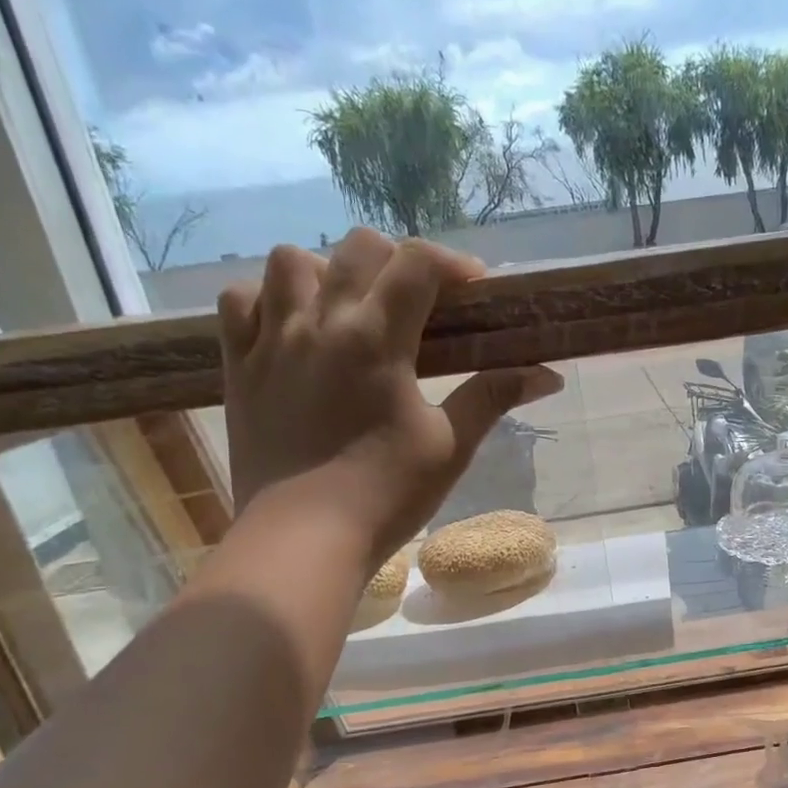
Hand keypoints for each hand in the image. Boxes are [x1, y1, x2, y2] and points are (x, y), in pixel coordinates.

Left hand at [216, 231, 562, 569]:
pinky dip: (268, 299)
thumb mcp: (450, 446)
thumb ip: (492, 397)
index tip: (475, 289)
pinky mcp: (239, 366)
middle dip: (398, 262)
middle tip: (419, 304)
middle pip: (358, 248)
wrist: (304, 538)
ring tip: (348, 309)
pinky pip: (241, 301)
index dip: (452, 264)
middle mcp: (320, 322)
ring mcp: (271, 340)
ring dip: (328, 271)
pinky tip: (292, 328)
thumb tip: (548, 375)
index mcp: (376, 338)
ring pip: (290, 261)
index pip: (416, 264)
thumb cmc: (385, 495)